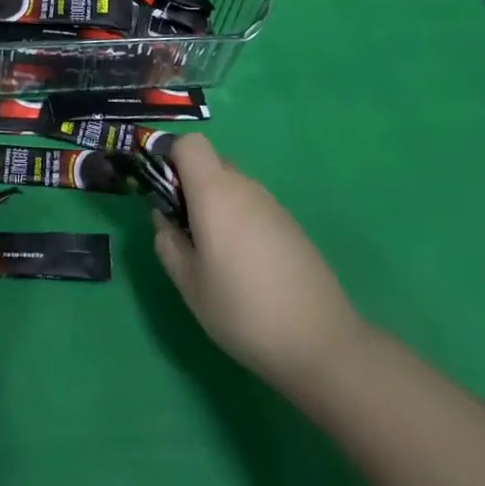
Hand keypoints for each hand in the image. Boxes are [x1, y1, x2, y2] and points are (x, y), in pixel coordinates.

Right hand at [154, 134, 366, 399]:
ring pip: (233, 185)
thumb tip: (163, 217)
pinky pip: (254, 206)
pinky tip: (246, 266)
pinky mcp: (291, 225)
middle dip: (192, 185)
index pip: (190, 143)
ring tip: (216, 254)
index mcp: (214, 192)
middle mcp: (244, 187)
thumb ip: (168, 243)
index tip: (165, 194)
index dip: (172, 158)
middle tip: (186, 229)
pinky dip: (240, 221)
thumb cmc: (243, 311)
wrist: (321, 342)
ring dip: (217, 204)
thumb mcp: (190, 285)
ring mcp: (272, 204)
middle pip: (211, 162)